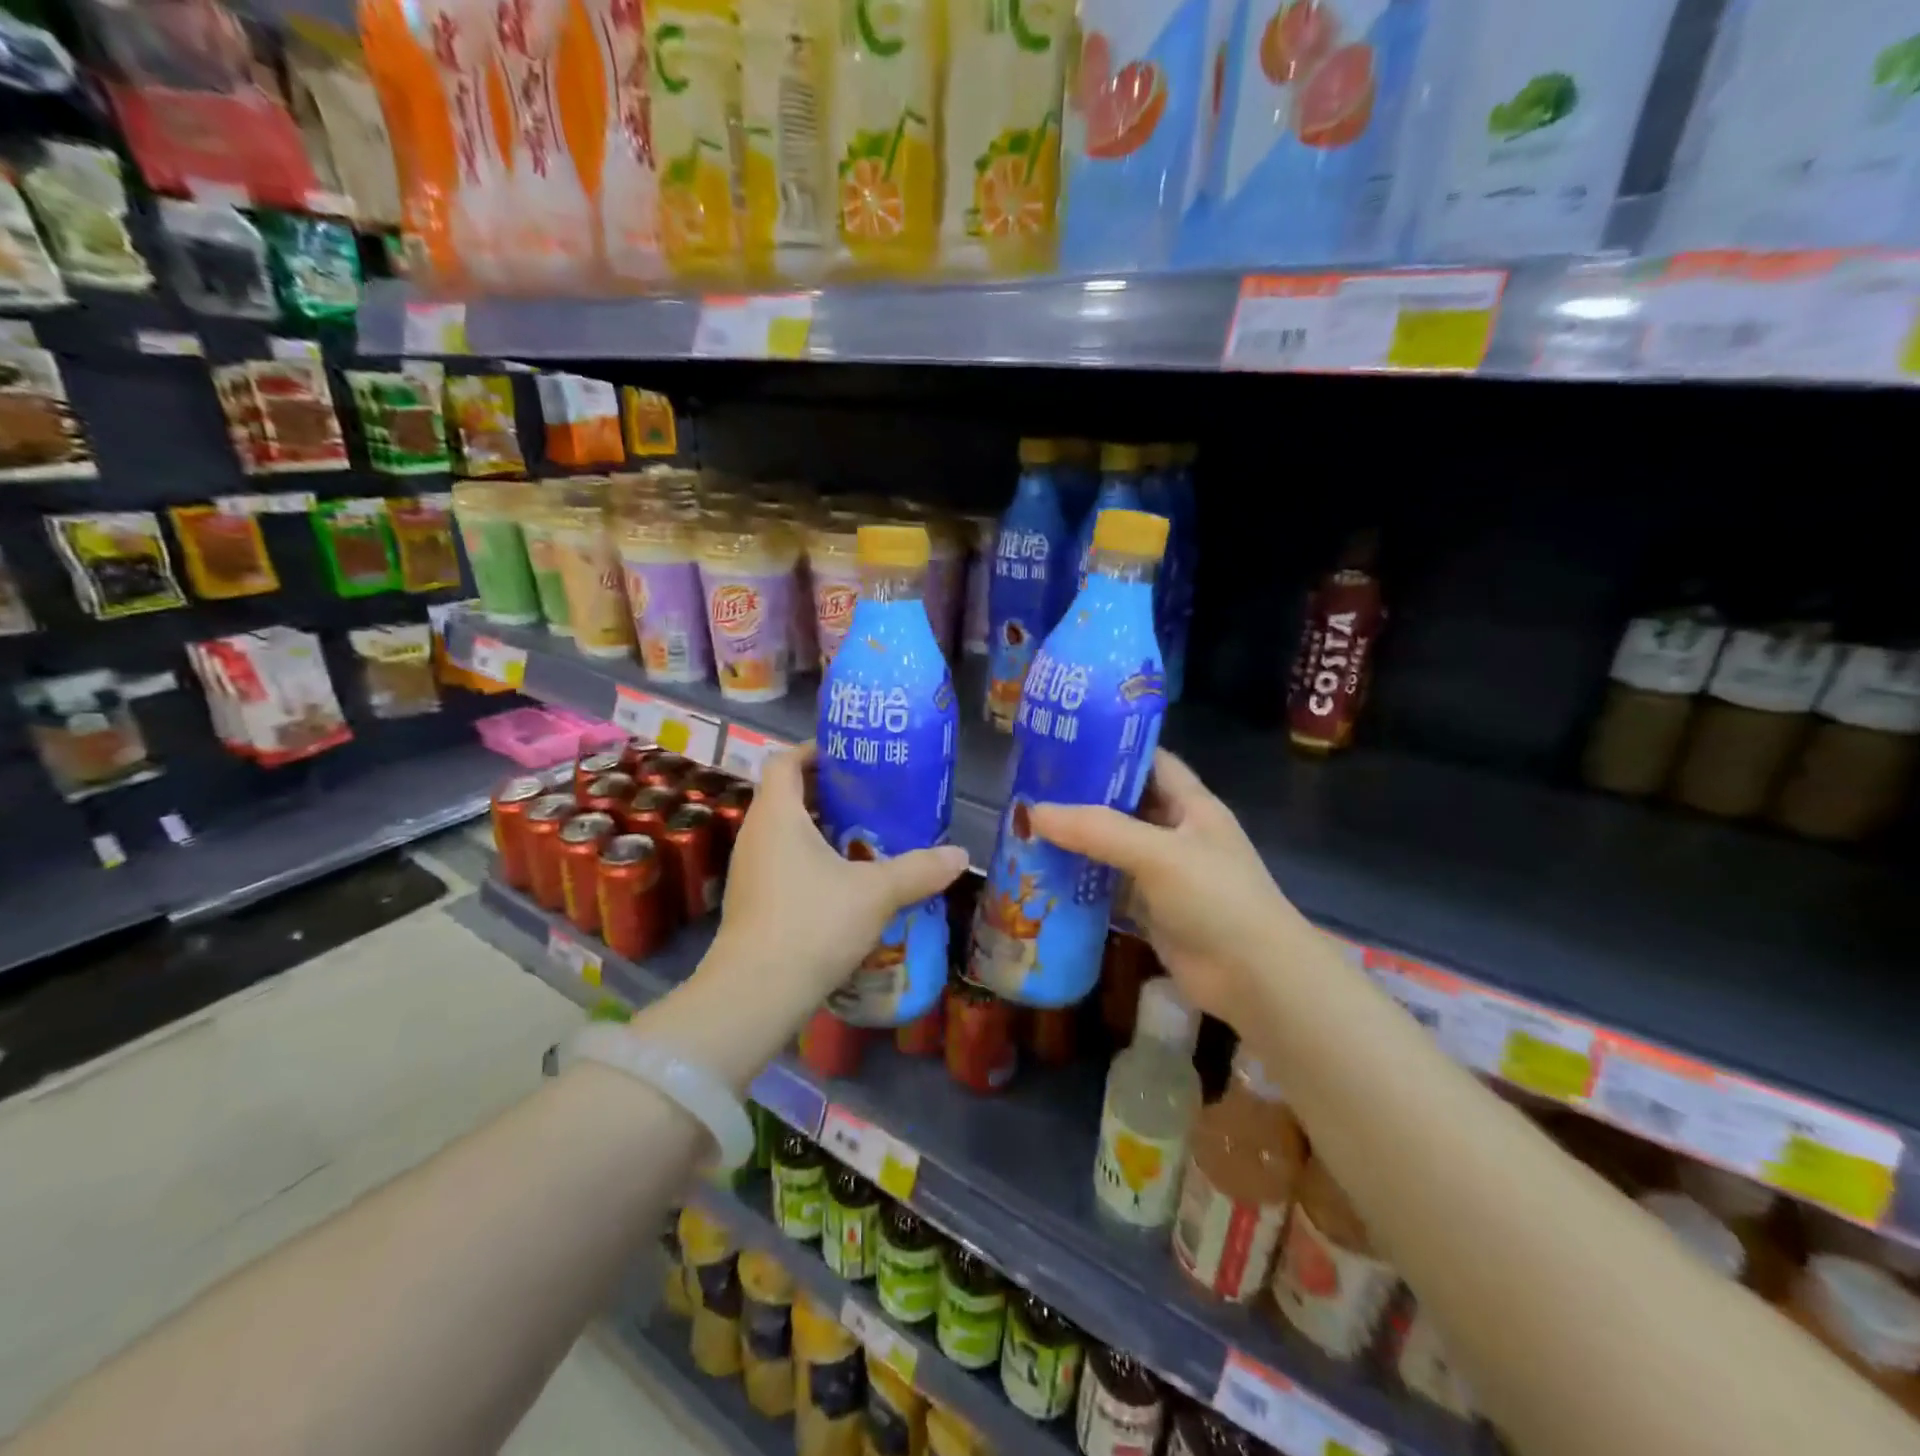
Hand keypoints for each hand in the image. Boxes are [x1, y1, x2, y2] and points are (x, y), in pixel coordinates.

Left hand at [709, 744, 968, 1003]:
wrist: (755, 993)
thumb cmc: (812, 924)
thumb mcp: (876, 893)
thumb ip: (918, 869)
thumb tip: (960, 855)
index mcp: (777, 815)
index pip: (785, 762)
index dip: (813, 751)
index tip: (849, 755)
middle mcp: (755, 834)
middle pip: (785, 794)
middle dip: (825, 790)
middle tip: (869, 795)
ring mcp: (748, 869)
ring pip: (783, 831)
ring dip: (818, 826)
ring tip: (862, 834)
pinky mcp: (751, 900)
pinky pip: (780, 861)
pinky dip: (808, 857)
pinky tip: (843, 880)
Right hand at [1029, 749, 1294, 1025]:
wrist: (1255, 979)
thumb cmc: (1216, 898)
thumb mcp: (1157, 853)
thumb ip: (1097, 830)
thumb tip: (1031, 812)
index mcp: (1191, 805)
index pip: (1150, 761)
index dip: (1112, 748)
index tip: (1063, 744)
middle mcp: (1177, 834)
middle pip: (1124, 805)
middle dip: (1082, 797)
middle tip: (1031, 788)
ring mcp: (1164, 874)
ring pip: (1112, 848)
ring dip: (1076, 842)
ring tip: (1026, 828)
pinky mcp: (1151, 911)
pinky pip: (1109, 888)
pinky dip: (1080, 883)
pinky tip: (1043, 877)